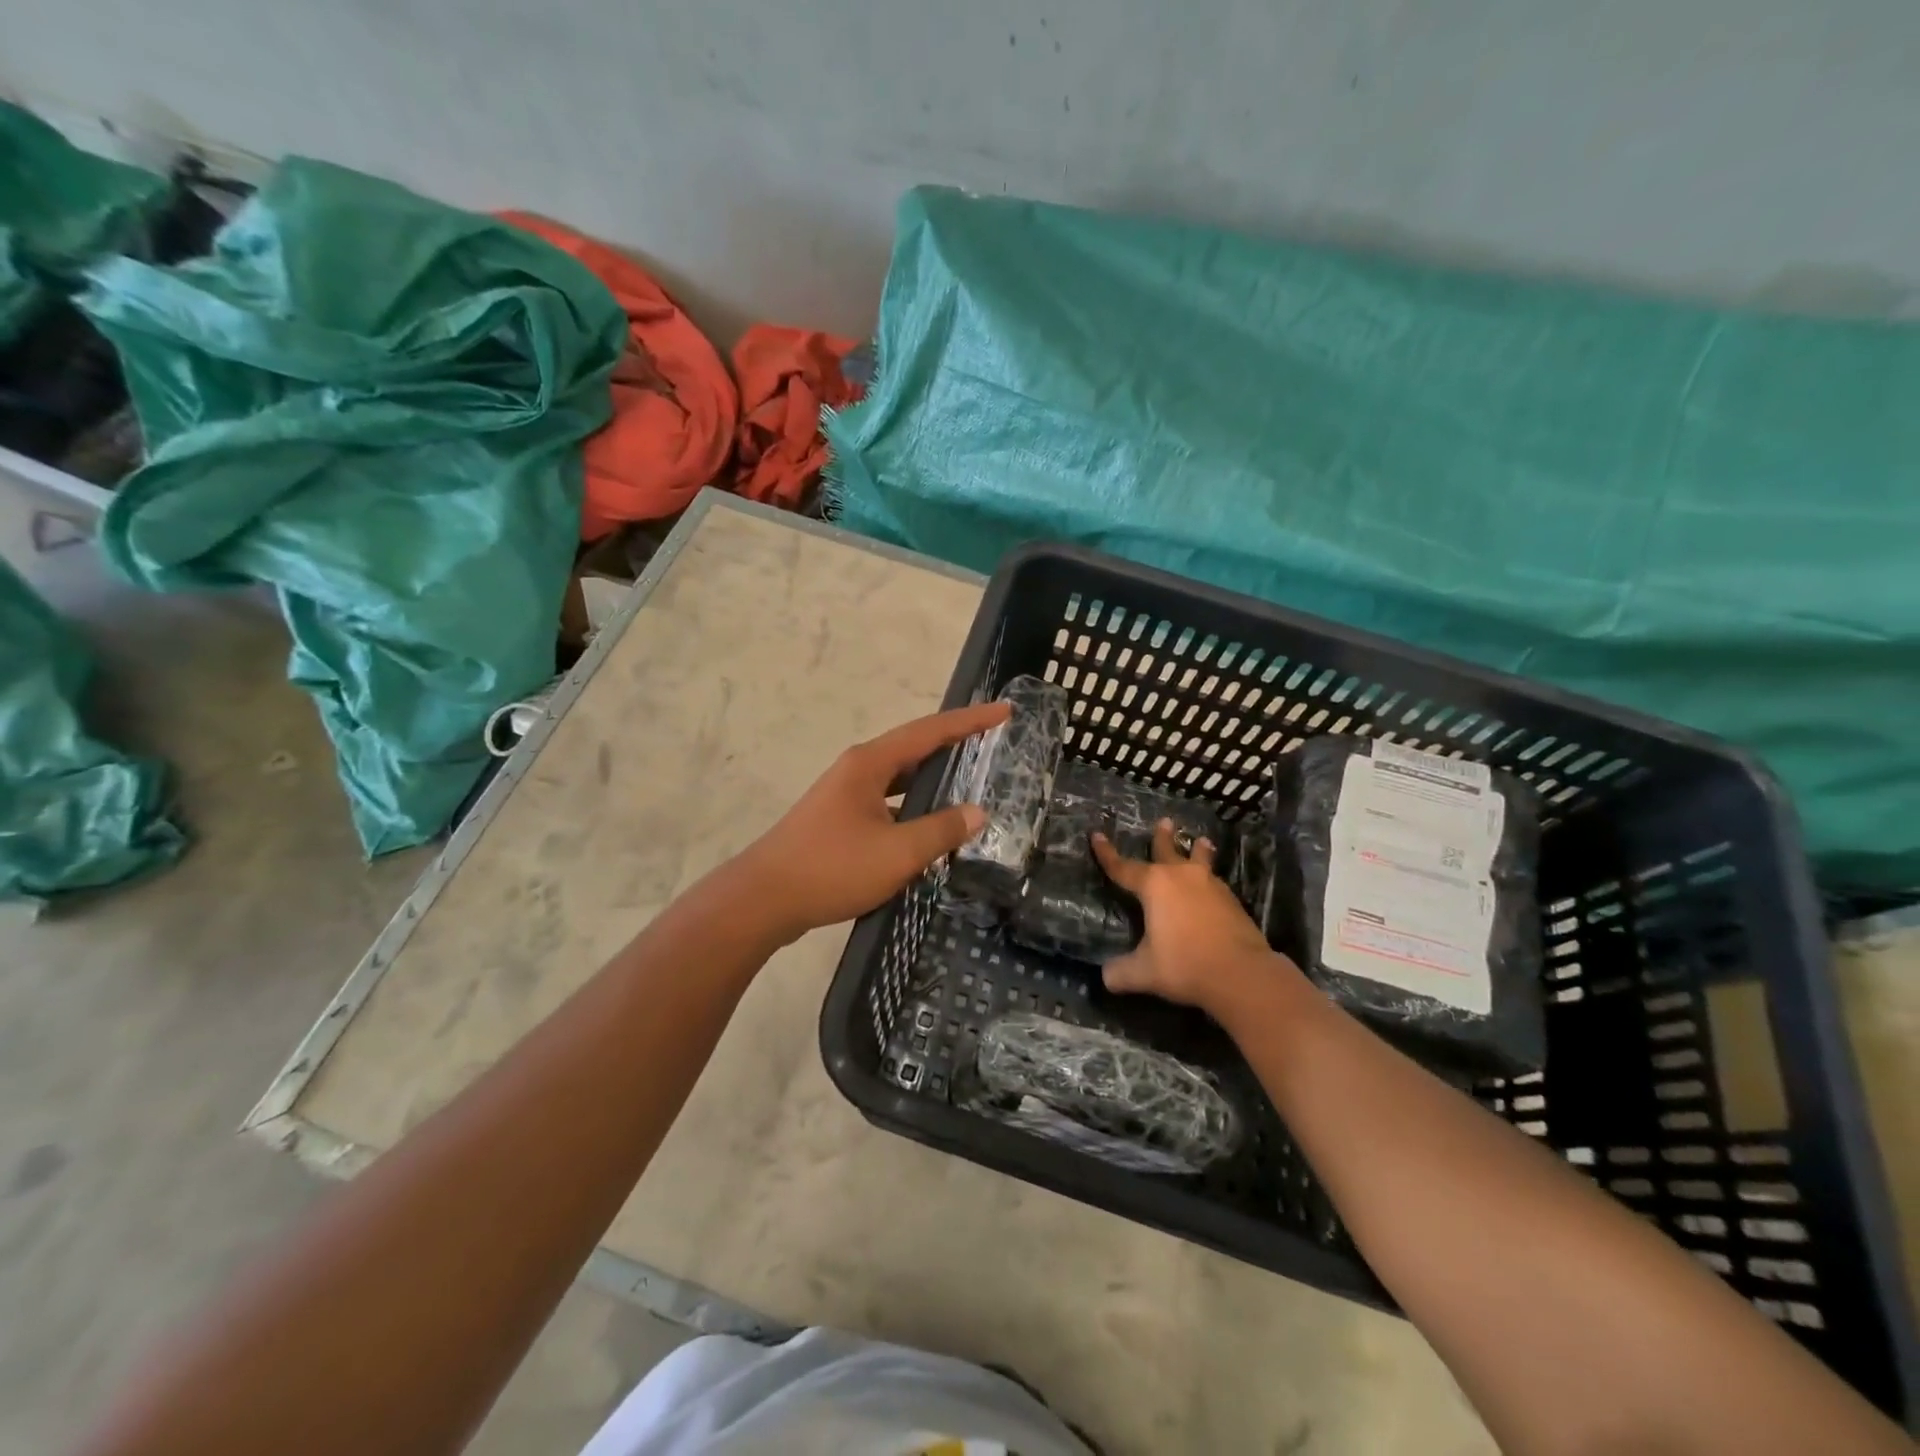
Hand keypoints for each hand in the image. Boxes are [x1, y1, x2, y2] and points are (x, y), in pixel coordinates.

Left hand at [740, 701, 1011, 940]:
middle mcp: (857, 770)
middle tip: (992, 743)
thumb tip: (978, 813)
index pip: (930, 731)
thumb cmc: (832, 868)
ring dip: (932, 777)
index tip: (1004, 711)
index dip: (970, 721)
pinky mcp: (838, 821)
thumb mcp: (897, 853)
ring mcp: (844, 795)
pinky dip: (912, 806)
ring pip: (899, 778)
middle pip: (914, 748)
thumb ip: (941, 831)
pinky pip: (887, 802)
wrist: (762, 900)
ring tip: (969, 781)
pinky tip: (928, 827)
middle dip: (953, 744)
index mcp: (870, 763)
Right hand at [1092, 820, 1298, 1018]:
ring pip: (1199, 861)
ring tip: (1201, 841)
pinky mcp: (1232, 901)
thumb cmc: (1185, 965)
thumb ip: (1120, 972)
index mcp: (1154, 885)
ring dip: (1197, 851)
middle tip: (1165, 821)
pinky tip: (1212, 885)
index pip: (1122, 867)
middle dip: (1162, 837)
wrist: (1242, 974)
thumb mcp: (1143, 972)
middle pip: (1168, 851)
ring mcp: (1211, 886)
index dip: (1107, 854)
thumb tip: (1106, 977)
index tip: (1097, 835)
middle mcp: (1181, 877)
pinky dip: (1209, 879)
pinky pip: (1214, 882)